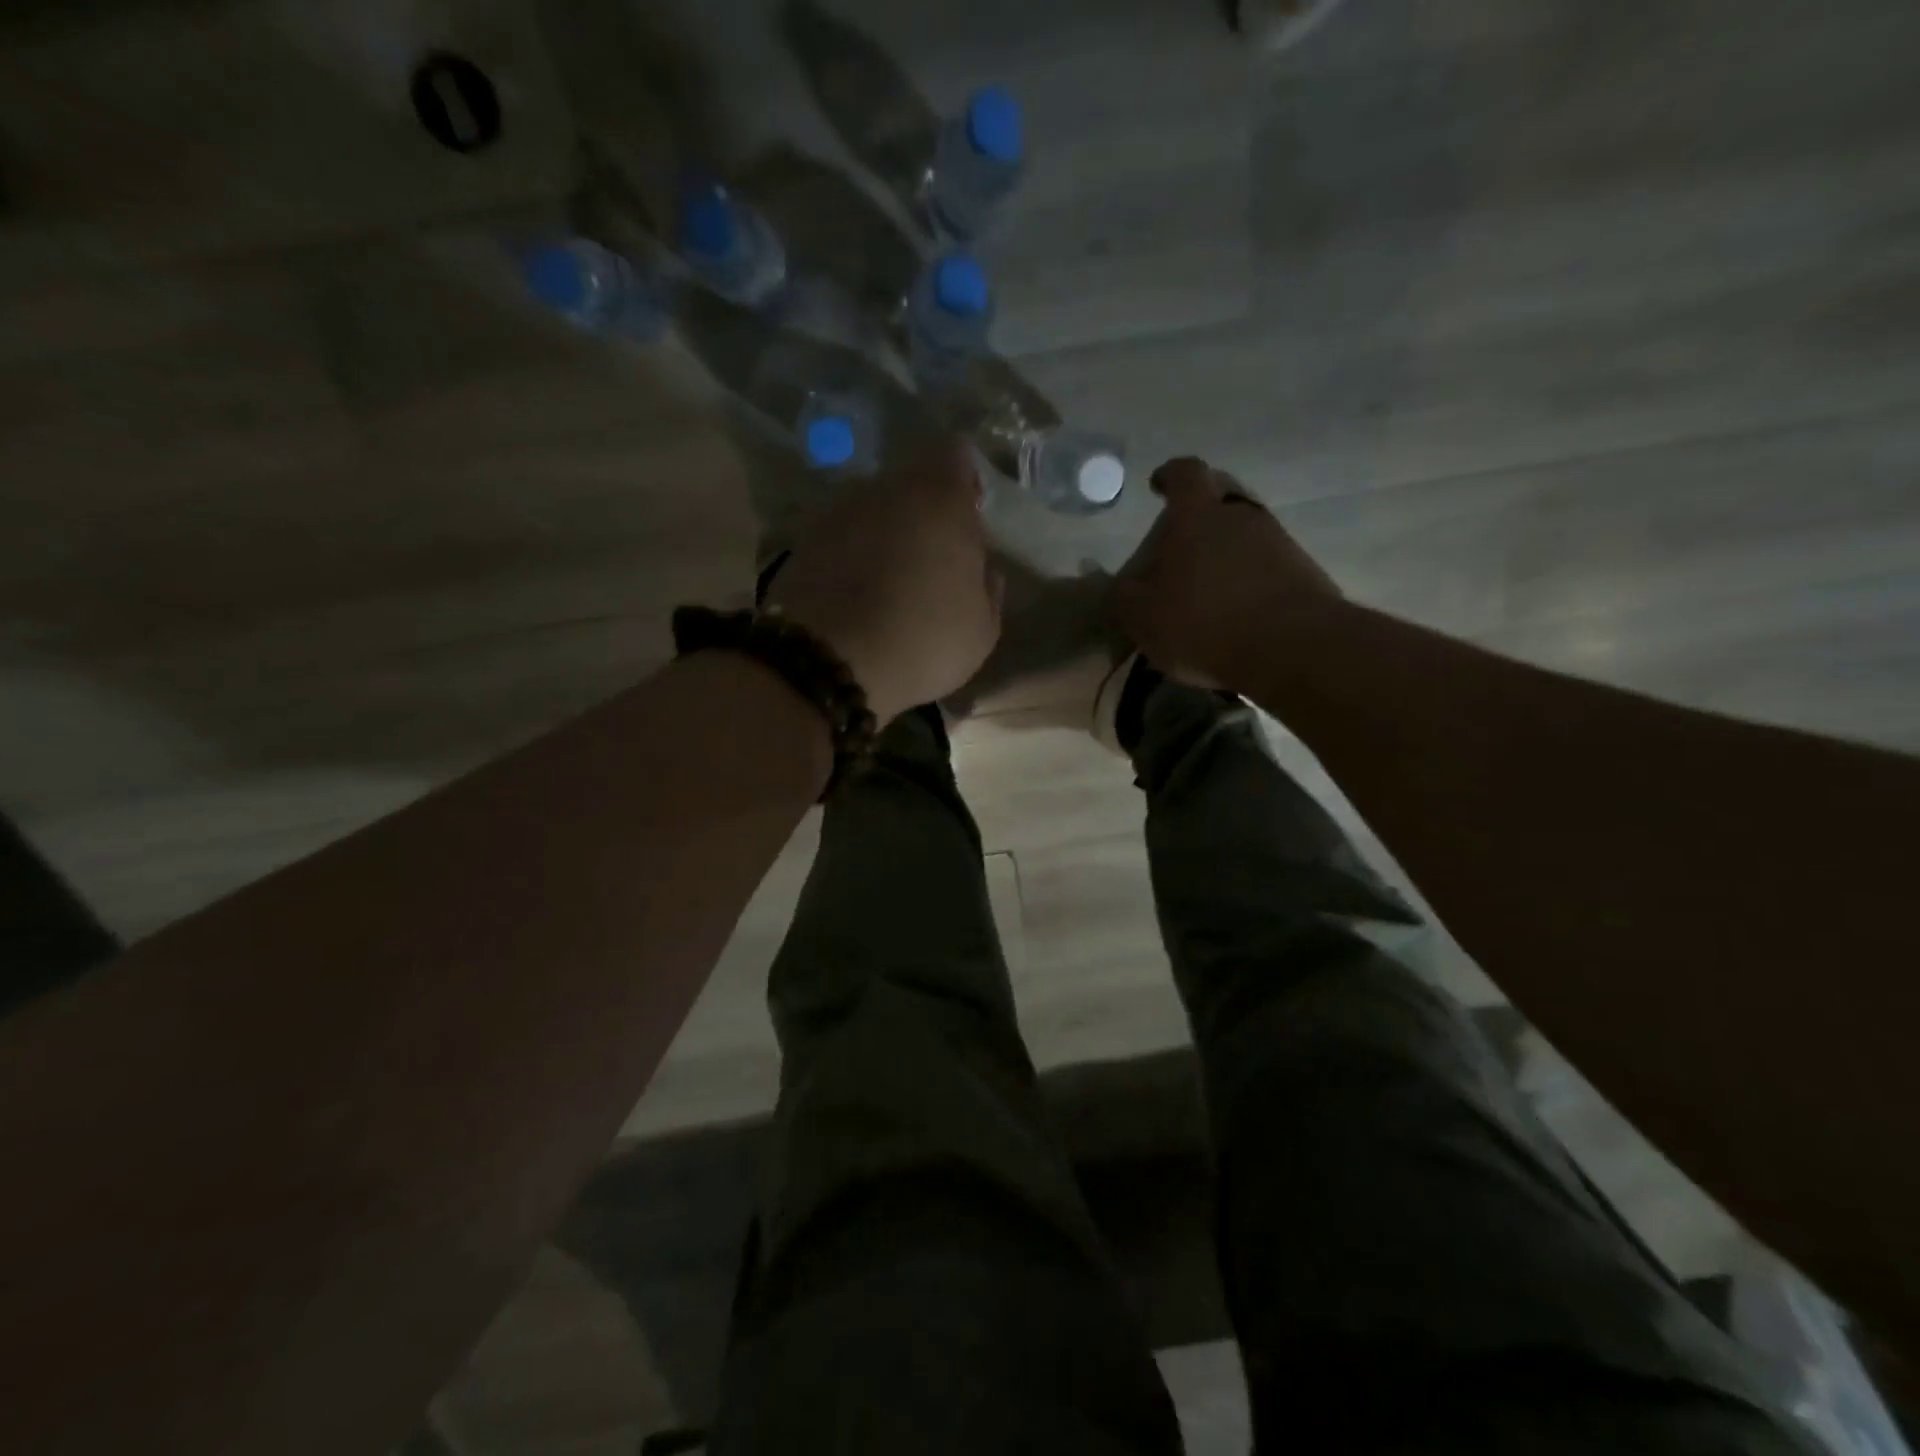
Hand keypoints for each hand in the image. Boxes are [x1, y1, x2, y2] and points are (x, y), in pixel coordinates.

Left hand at [767, 438, 1001, 723]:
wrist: (829, 663)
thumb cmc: (923, 641)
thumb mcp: (981, 630)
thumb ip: (988, 589)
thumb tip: (983, 571)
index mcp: (940, 499)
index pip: (956, 455)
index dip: (964, 483)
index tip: (969, 519)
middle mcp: (886, 490)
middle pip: (911, 484)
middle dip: (925, 512)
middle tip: (934, 559)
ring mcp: (839, 512)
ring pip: (874, 510)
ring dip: (886, 534)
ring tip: (892, 583)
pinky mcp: (804, 541)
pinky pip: (842, 538)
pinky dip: (852, 556)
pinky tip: (857, 595)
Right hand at [1114, 456, 1341, 689]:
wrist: (1291, 647)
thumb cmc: (1202, 622)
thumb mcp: (1142, 617)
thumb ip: (1125, 597)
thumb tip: (1122, 586)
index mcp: (1197, 516)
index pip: (1185, 473)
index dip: (1169, 475)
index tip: (1158, 485)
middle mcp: (1241, 517)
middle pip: (1221, 497)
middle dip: (1200, 512)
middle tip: (1182, 541)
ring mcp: (1279, 542)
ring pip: (1246, 533)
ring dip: (1227, 551)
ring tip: (1208, 588)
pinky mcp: (1304, 573)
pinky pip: (1269, 565)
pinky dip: (1250, 579)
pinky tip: (1237, 612)